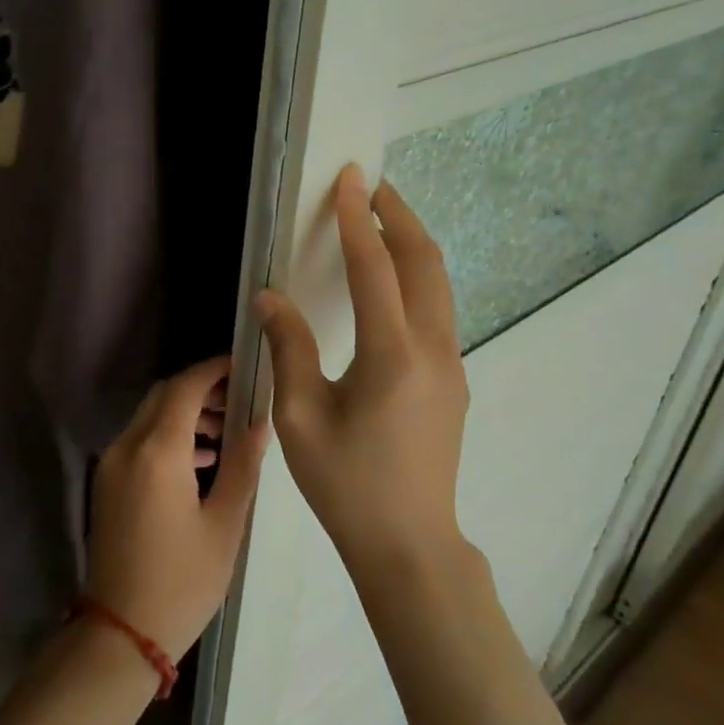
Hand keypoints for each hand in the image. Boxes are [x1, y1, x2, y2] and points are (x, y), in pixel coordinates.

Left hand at [86, 356, 268, 660]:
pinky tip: (201, 460)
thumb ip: (243, 465)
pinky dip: (168, 436)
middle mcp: (128, 445)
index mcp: (158, 451)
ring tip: (226, 432)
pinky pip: (140, 440)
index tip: (242, 366)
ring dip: (185, 412)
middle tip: (239, 399)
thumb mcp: (224, 524)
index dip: (213, 369)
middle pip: (164, 395)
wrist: (120, 632)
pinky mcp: (107, 482)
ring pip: (150, 416)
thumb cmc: (182, 581)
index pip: (185, 387)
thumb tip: (260, 421)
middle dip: (200, 389)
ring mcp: (112, 463)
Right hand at [254, 165, 469, 579]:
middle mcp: (433, 349)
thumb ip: (288, 347)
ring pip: (439, 284)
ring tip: (383, 219)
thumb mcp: (300, 416)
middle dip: (400, 216)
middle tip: (372, 186)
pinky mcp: (453, 380)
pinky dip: (417, 276)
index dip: (358, 219)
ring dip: (412, 243)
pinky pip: (437, 309)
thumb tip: (270, 295)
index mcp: (392, 355)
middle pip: (425, 262)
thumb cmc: (346, 483)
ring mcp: (451, 365)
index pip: (375, 268)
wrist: (409, 545)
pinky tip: (392, 279)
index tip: (349, 179)